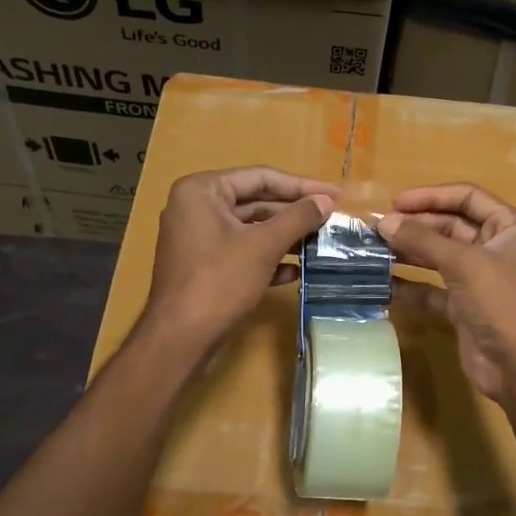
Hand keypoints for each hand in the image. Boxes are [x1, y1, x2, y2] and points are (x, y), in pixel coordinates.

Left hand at [142, 166, 336, 353]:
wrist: (181, 338)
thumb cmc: (219, 281)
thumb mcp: (263, 246)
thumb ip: (297, 218)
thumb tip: (326, 201)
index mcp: (202, 190)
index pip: (260, 177)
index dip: (301, 186)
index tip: (334, 194)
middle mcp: (196, 207)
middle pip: (255, 201)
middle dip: (294, 213)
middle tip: (331, 218)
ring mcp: (198, 238)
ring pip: (250, 229)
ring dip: (285, 236)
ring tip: (320, 243)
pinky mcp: (204, 266)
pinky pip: (241, 252)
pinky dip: (267, 258)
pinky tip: (295, 271)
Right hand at [379, 183, 515, 404]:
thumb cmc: (501, 302)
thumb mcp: (464, 263)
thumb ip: (423, 240)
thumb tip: (385, 222)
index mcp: (509, 227)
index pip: (468, 197)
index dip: (432, 196)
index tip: (396, 202)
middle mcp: (495, 248)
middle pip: (451, 226)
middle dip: (416, 225)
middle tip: (379, 228)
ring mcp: (479, 279)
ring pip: (439, 256)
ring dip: (410, 252)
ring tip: (376, 249)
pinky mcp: (464, 306)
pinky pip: (432, 288)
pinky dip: (411, 284)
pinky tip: (384, 282)